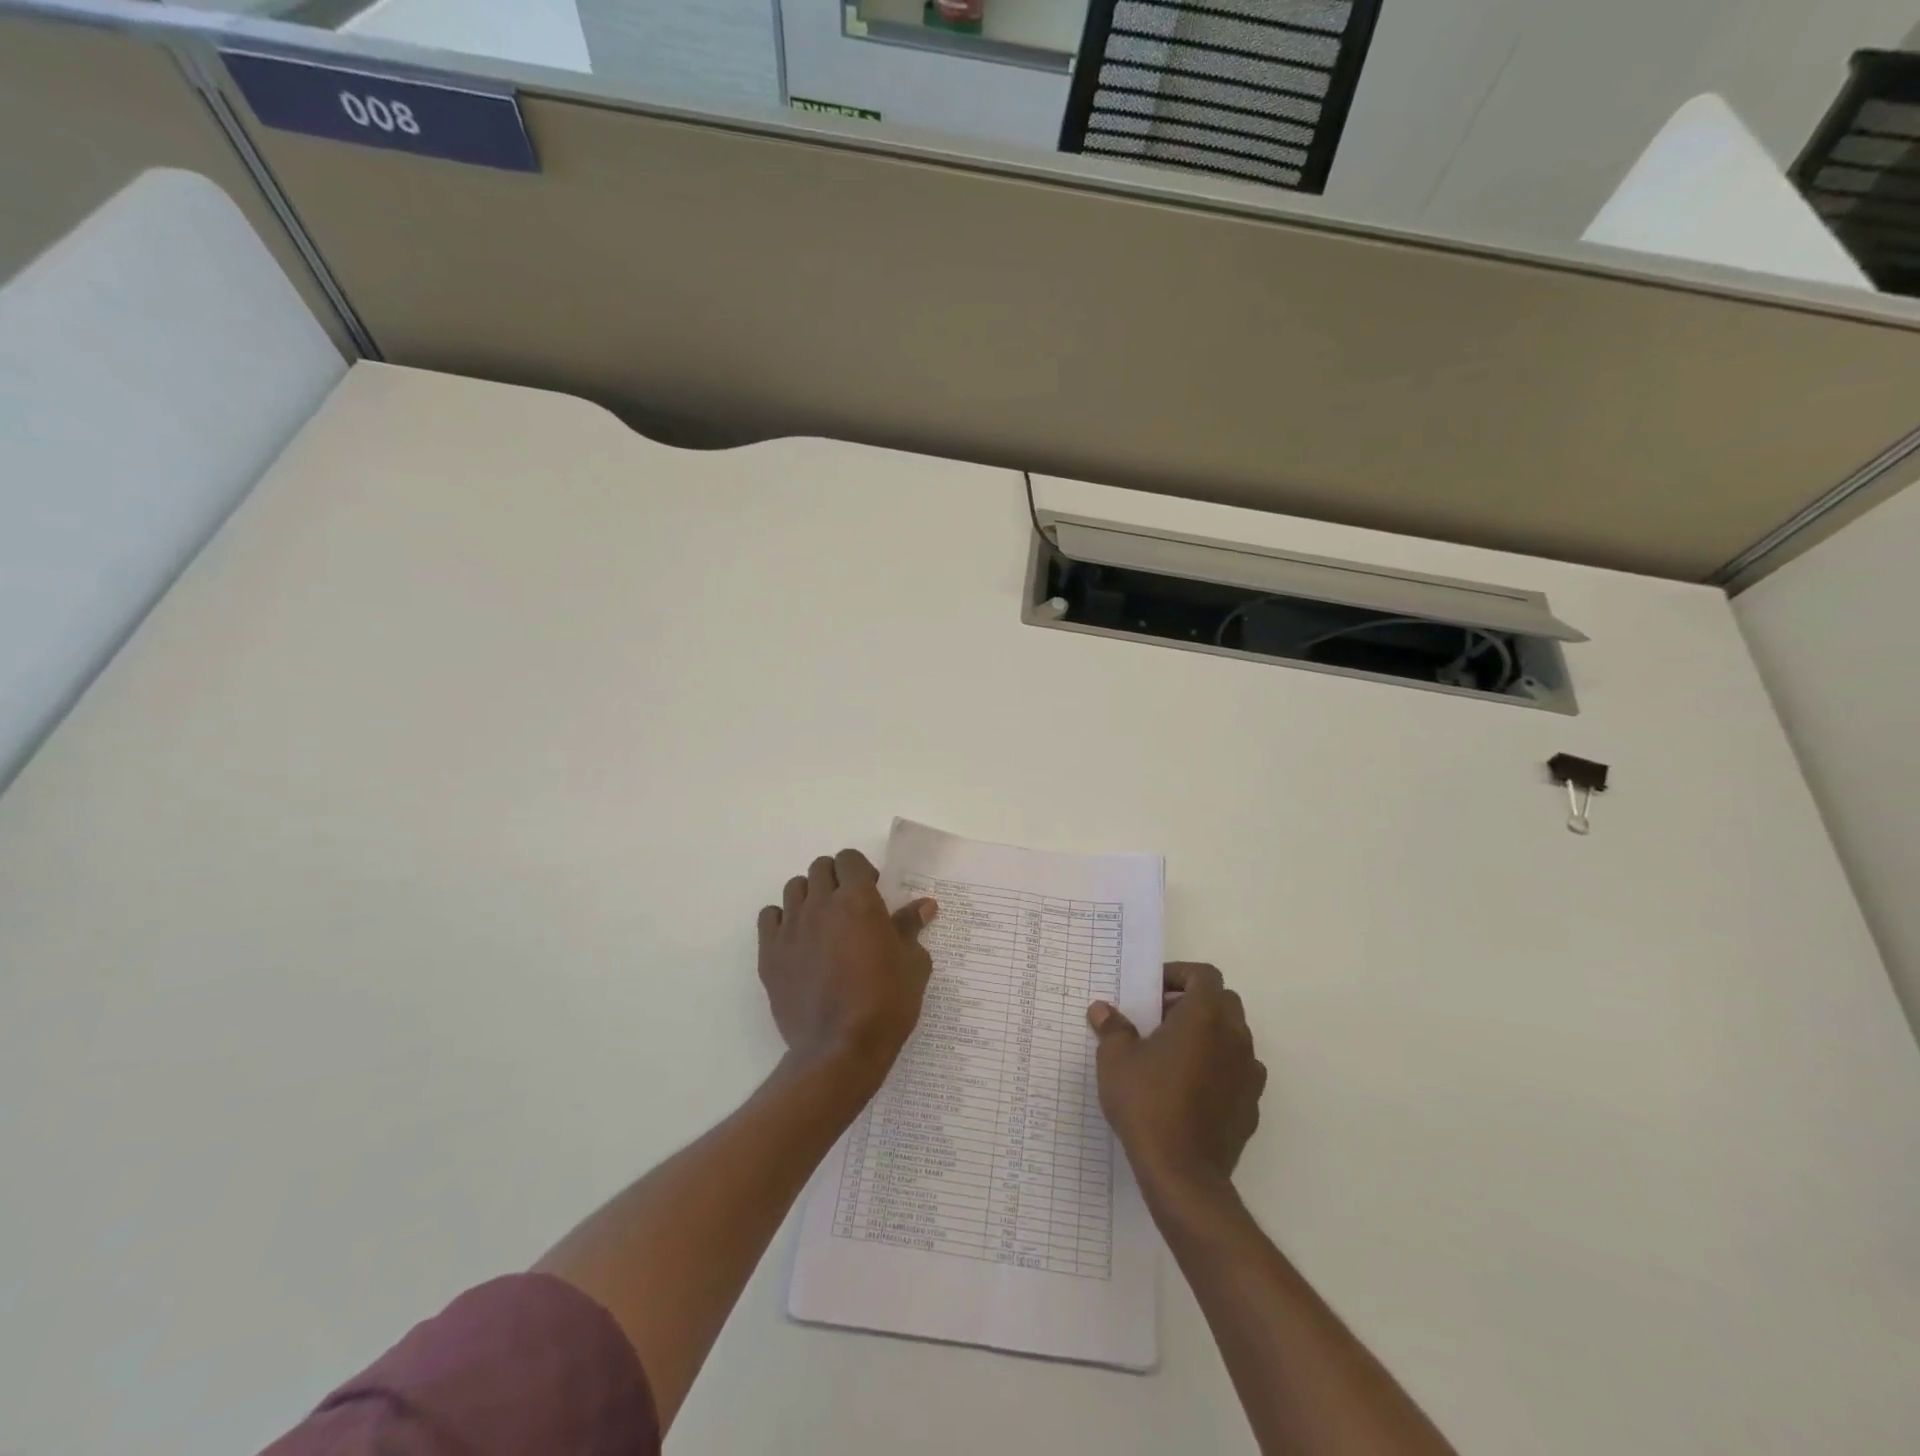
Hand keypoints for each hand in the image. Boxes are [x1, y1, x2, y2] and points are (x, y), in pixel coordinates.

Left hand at [757, 849, 936, 1094]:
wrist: (840, 1049)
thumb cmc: (886, 1003)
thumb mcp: (913, 964)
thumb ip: (911, 928)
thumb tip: (924, 905)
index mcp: (858, 900)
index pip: (850, 859)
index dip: (861, 870)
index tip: (872, 892)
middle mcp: (821, 904)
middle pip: (820, 868)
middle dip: (836, 879)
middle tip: (849, 906)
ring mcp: (791, 928)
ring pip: (794, 888)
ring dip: (810, 896)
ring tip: (822, 922)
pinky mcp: (770, 953)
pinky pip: (769, 917)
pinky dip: (782, 920)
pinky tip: (797, 941)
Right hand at [1088, 962, 1266, 1193]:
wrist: (1182, 1173)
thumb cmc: (1147, 1102)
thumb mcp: (1116, 1059)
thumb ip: (1112, 1028)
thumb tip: (1102, 1010)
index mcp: (1204, 1016)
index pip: (1204, 974)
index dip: (1179, 974)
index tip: (1153, 991)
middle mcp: (1234, 1037)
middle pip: (1223, 1001)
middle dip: (1193, 1002)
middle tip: (1159, 1019)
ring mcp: (1248, 1072)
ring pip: (1233, 1036)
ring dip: (1208, 1034)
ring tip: (1172, 1054)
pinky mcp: (1251, 1105)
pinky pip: (1238, 1071)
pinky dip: (1218, 1067)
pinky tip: (1189, 1088)